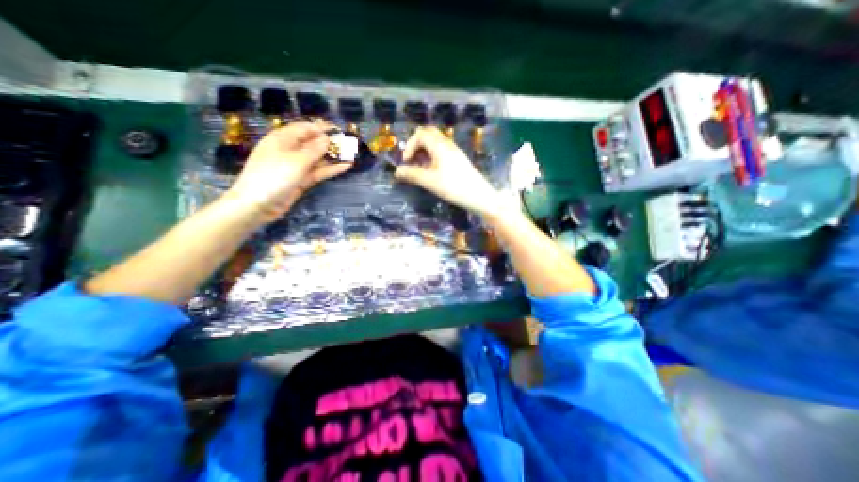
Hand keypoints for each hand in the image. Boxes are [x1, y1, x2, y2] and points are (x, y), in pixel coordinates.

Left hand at [228, 118, 350, 219]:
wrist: (259, 204)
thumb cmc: (274, 176)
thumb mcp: (296, 160)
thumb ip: (314, 149)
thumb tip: (327, 139)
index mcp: (282, 139)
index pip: (304, 128)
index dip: (321, 127)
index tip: (338, 129)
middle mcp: (290, 150)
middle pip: (312, 143)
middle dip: (329, 143)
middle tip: (348, 144)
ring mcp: (296, 166)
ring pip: (318, 158)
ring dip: (333, 157)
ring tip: (351, 155)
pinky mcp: (302, 180)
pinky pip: (318, 171)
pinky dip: (331, 169)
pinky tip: (345, 167)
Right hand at [397, 125, 503, 214]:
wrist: (479, 196)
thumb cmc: (454, 188)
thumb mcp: (430, 182)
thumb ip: (412, 175)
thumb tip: (397, 171)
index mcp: (440, 146)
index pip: (421, 134)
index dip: (410, 145)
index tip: (407, 162)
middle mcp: (448, 144)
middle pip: (429, 134)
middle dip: (416, 145)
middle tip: (412, 160)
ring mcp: (454, 151)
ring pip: (435, 143)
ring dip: (424, 151)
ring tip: (420, 168)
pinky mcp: (458, 159)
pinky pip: (442, 151)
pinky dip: (432, 156)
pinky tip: (432, 171)